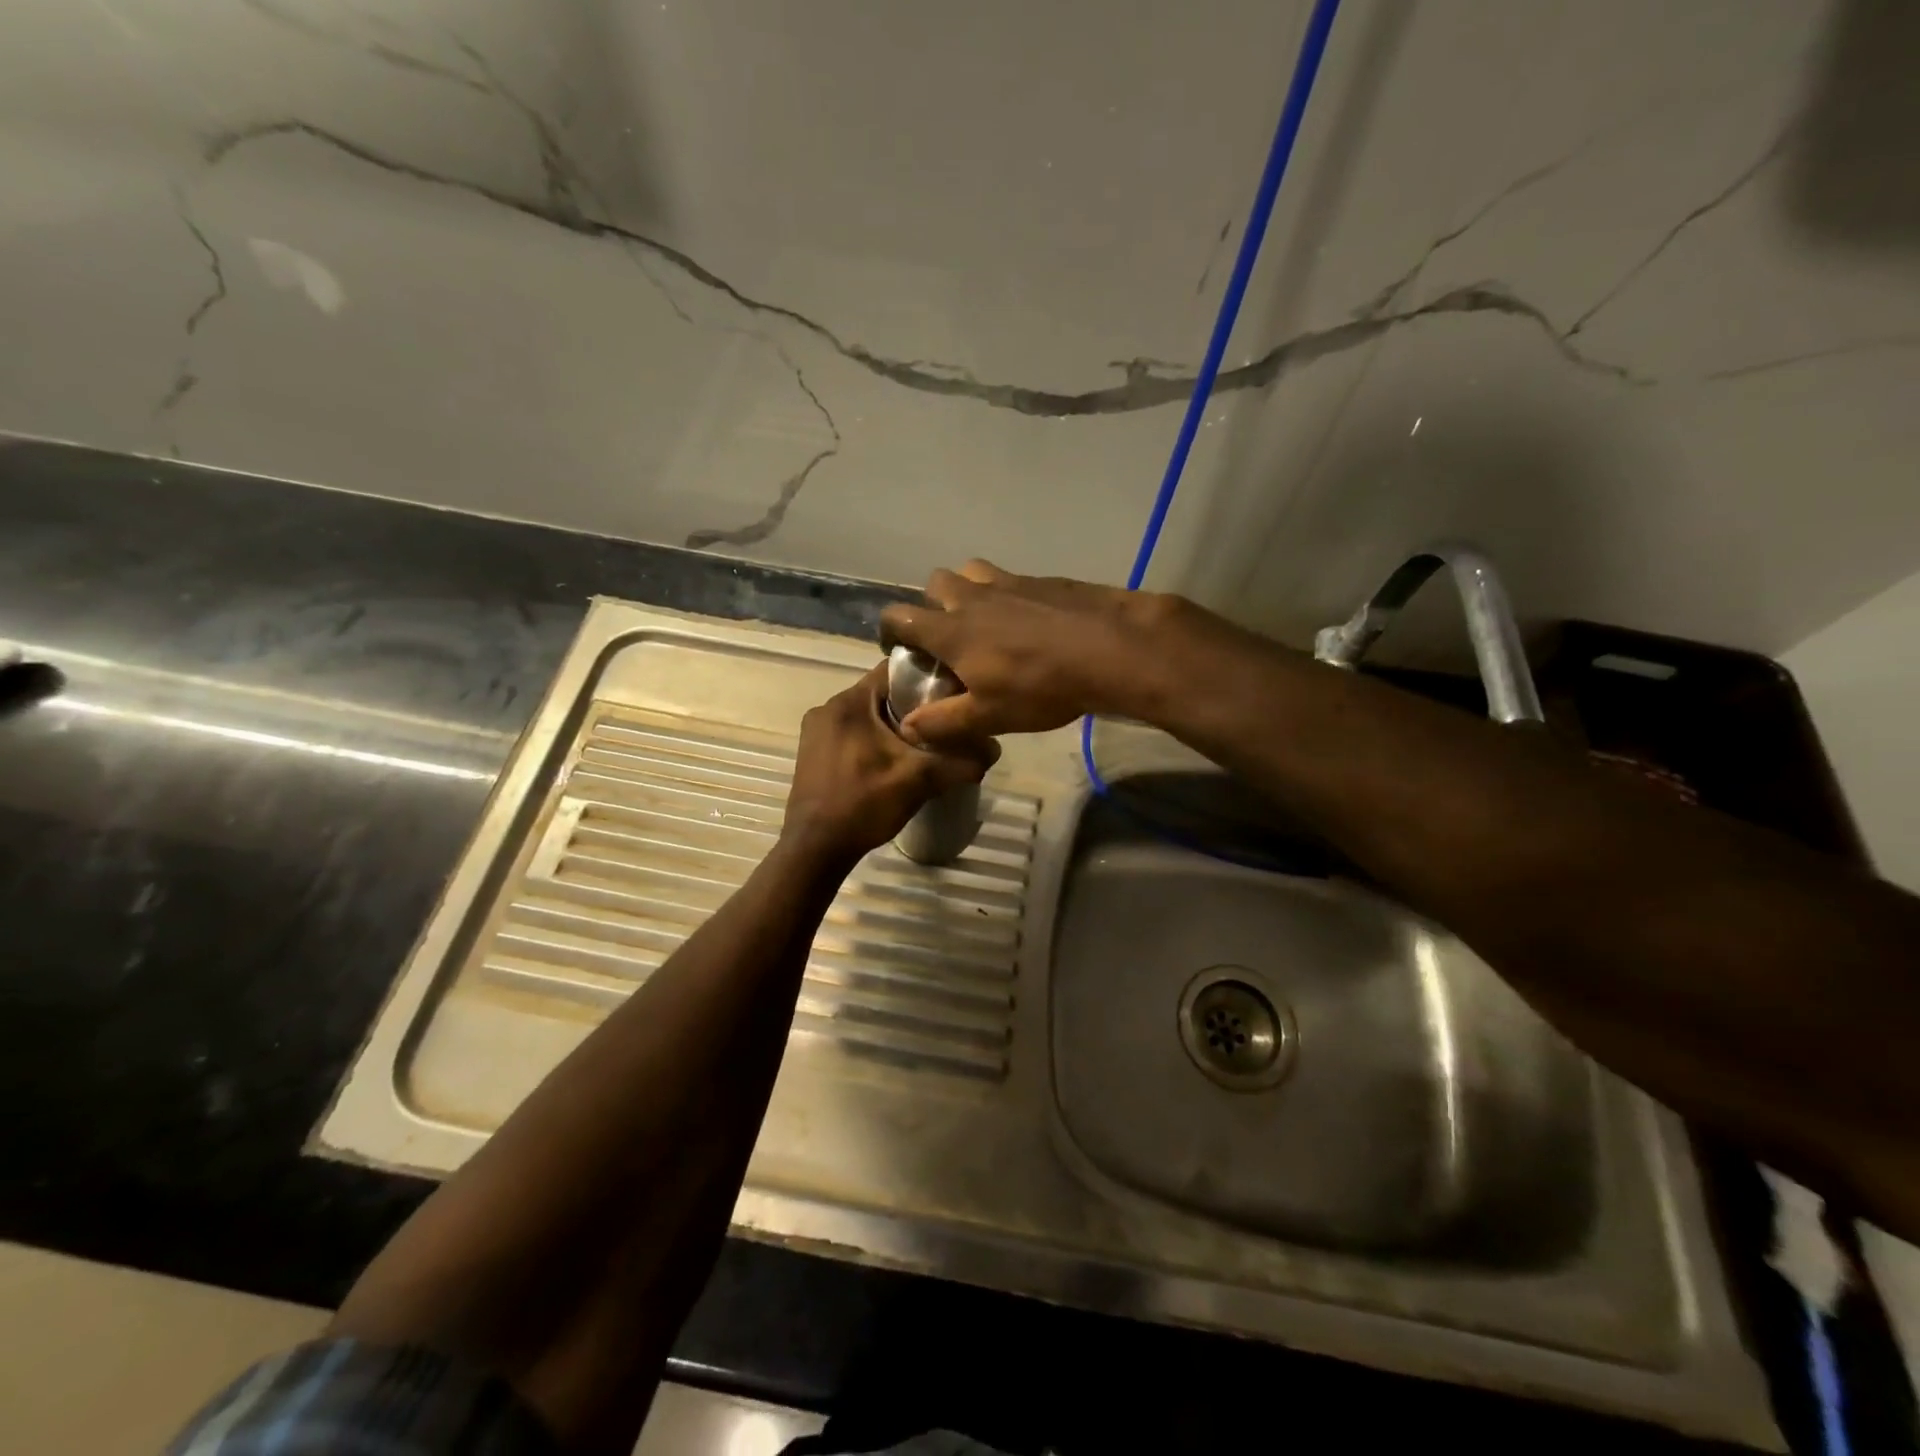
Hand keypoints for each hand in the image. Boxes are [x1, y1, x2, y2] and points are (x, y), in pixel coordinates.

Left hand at [780, 663, 997, 865]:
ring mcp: (816, 731)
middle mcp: (828, 707)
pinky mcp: (812, 752)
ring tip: (921, 747)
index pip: (896, 670)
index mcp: (850, 701)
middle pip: (881, 693)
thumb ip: (959, 762)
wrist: (815, 848)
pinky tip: (891, 764)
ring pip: (867, 715)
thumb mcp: (919, 781)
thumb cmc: (864, 804)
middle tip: (943, 725)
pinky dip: (873, 740)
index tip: (952, 695)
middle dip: (913, 707)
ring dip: (892, 726)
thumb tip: (994, 751)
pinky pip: (852, 733)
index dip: (928, 678)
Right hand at [878, 560, 1183, 744]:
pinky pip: (1011, 578)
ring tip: (985, 620)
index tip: (899, 648)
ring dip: (968, 590)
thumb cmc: (1041, 687)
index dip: (891, 631)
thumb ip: (944, 722)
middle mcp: (973, 597)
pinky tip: (1029, 620)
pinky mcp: (1042, 579)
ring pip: (972, 572)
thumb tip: (909, 727)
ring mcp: (1009, 582)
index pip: (900, 616)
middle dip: (932, 605)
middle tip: (949, 635)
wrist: (1109, 649)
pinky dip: (1007, 594)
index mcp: (951, 630)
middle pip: (935, 583)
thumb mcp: (989, 716)